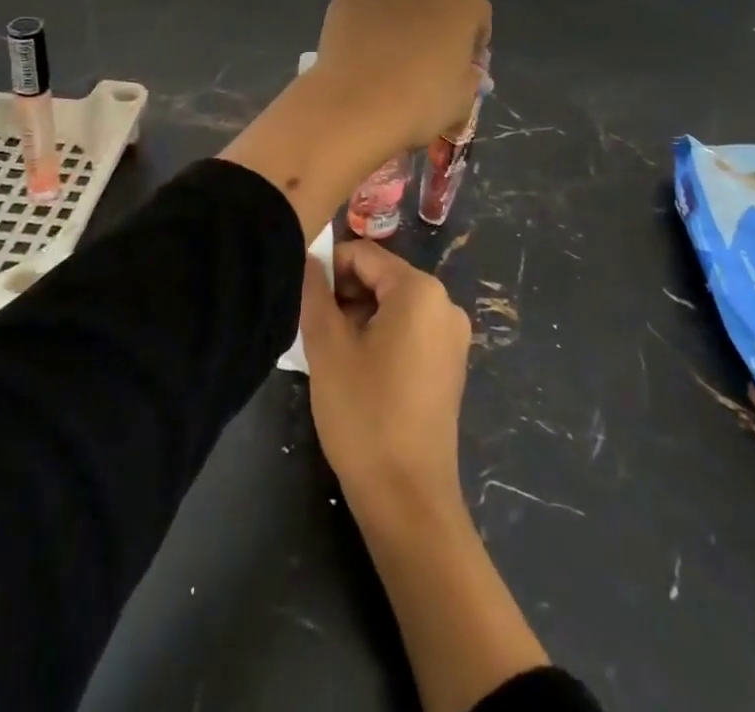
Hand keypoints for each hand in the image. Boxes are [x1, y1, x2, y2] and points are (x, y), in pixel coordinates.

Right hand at [301, 239, 472, 516]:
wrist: (408, 499)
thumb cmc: (365, 414)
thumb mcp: (327, 348)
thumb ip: (315, 294)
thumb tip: (308, 260)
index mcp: (420, 290)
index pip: (364, 255)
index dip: (328, 267)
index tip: (302, 297)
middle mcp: (444, 303)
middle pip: (382, 277)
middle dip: (344, 294)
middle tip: (313, 329)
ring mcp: (452, 335)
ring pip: (393, 305)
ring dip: (358, 317)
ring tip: (331, 352)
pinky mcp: (449, 363)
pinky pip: (409, 330)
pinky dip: (380, 336)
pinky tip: (356, 368)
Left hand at [310, 0, 491, 153]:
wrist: (357, 104)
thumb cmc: (420, 103)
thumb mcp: (463, 98)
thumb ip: (468, 76)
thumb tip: (463, 69)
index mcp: (465, 2)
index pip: (478, 17)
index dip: (473, 43)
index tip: (463, 67)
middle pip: (439, 2)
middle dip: (438, 24)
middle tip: (427, 62)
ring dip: (406, 11)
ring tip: (393, 47)